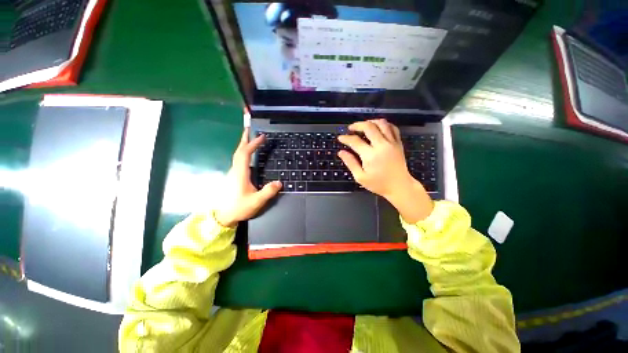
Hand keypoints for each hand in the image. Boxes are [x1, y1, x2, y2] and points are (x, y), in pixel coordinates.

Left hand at [215, 129, 281, 226]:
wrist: (222, 216)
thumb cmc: (239, 208)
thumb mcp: (256, 201)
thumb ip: (268, 192)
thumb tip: (280, 182)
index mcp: (240, 173)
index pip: (245, 154)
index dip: (253, 144)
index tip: (261, 137)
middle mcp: (235, 170)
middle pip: (239, 151)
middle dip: (244, 139)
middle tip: (250, 129)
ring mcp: (233, 173)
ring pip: (237, 155)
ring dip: (244, 146)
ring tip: (251, 140)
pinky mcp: (233, 177)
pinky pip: (238, 161)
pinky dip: (243, 153)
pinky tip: (248, 156)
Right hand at [338, 119, 433, 222]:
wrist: (399, 186)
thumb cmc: (378, 184)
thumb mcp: (360, 177)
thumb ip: (350, 163)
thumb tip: (341, 152)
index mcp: (370, 155)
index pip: (355, 141)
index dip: (346, 138)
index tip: (340, 138)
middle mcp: (382, 145)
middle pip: (368, 127)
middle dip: (357, 125)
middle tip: (350, 128)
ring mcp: (392, 143)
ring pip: (382, 123)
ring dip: (370, 122)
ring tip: (363, 126)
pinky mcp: (398, 143)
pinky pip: (392, 128)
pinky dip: (384, 125)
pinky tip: (378, 128)